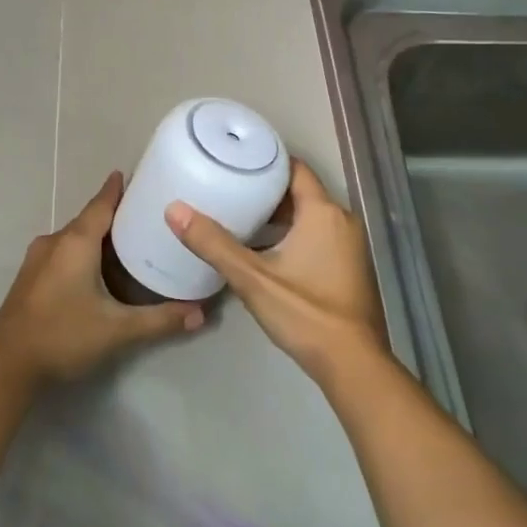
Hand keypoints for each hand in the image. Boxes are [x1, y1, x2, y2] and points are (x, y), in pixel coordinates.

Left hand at [0, 172, 203, 385]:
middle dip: (113, 213)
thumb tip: (200, 315)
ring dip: (96, 235)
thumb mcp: (118, 330)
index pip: (101, 204)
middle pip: (88, 219)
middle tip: (143, 214)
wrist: (6, 367)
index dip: (117, 189)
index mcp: (76, 243)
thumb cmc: (64, 336)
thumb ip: (160, 320)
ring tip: (125, 240)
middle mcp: (54, 242)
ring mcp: (37, 259)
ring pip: (73, 237)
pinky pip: (62, 251)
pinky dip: (81, 251)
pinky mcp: (29, 277)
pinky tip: (96, 268)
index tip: (135, 175)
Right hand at [165, 159, 387, 385]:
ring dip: (279, 216)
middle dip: (267, 191)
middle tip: (230, 189)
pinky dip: (294, 234)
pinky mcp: (350, 267)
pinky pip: (319, 235)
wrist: (353, 365)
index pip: (295, 168)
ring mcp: (350, 245)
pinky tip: (265, 251)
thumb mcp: (252, 278)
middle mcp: (342, 220)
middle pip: (301, 192)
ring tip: (241, 218)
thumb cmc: (305, 313)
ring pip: (310, 216)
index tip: (236, 160)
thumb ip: (213, 243)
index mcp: (323, 212)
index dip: (267, 161)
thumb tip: (174, 210)